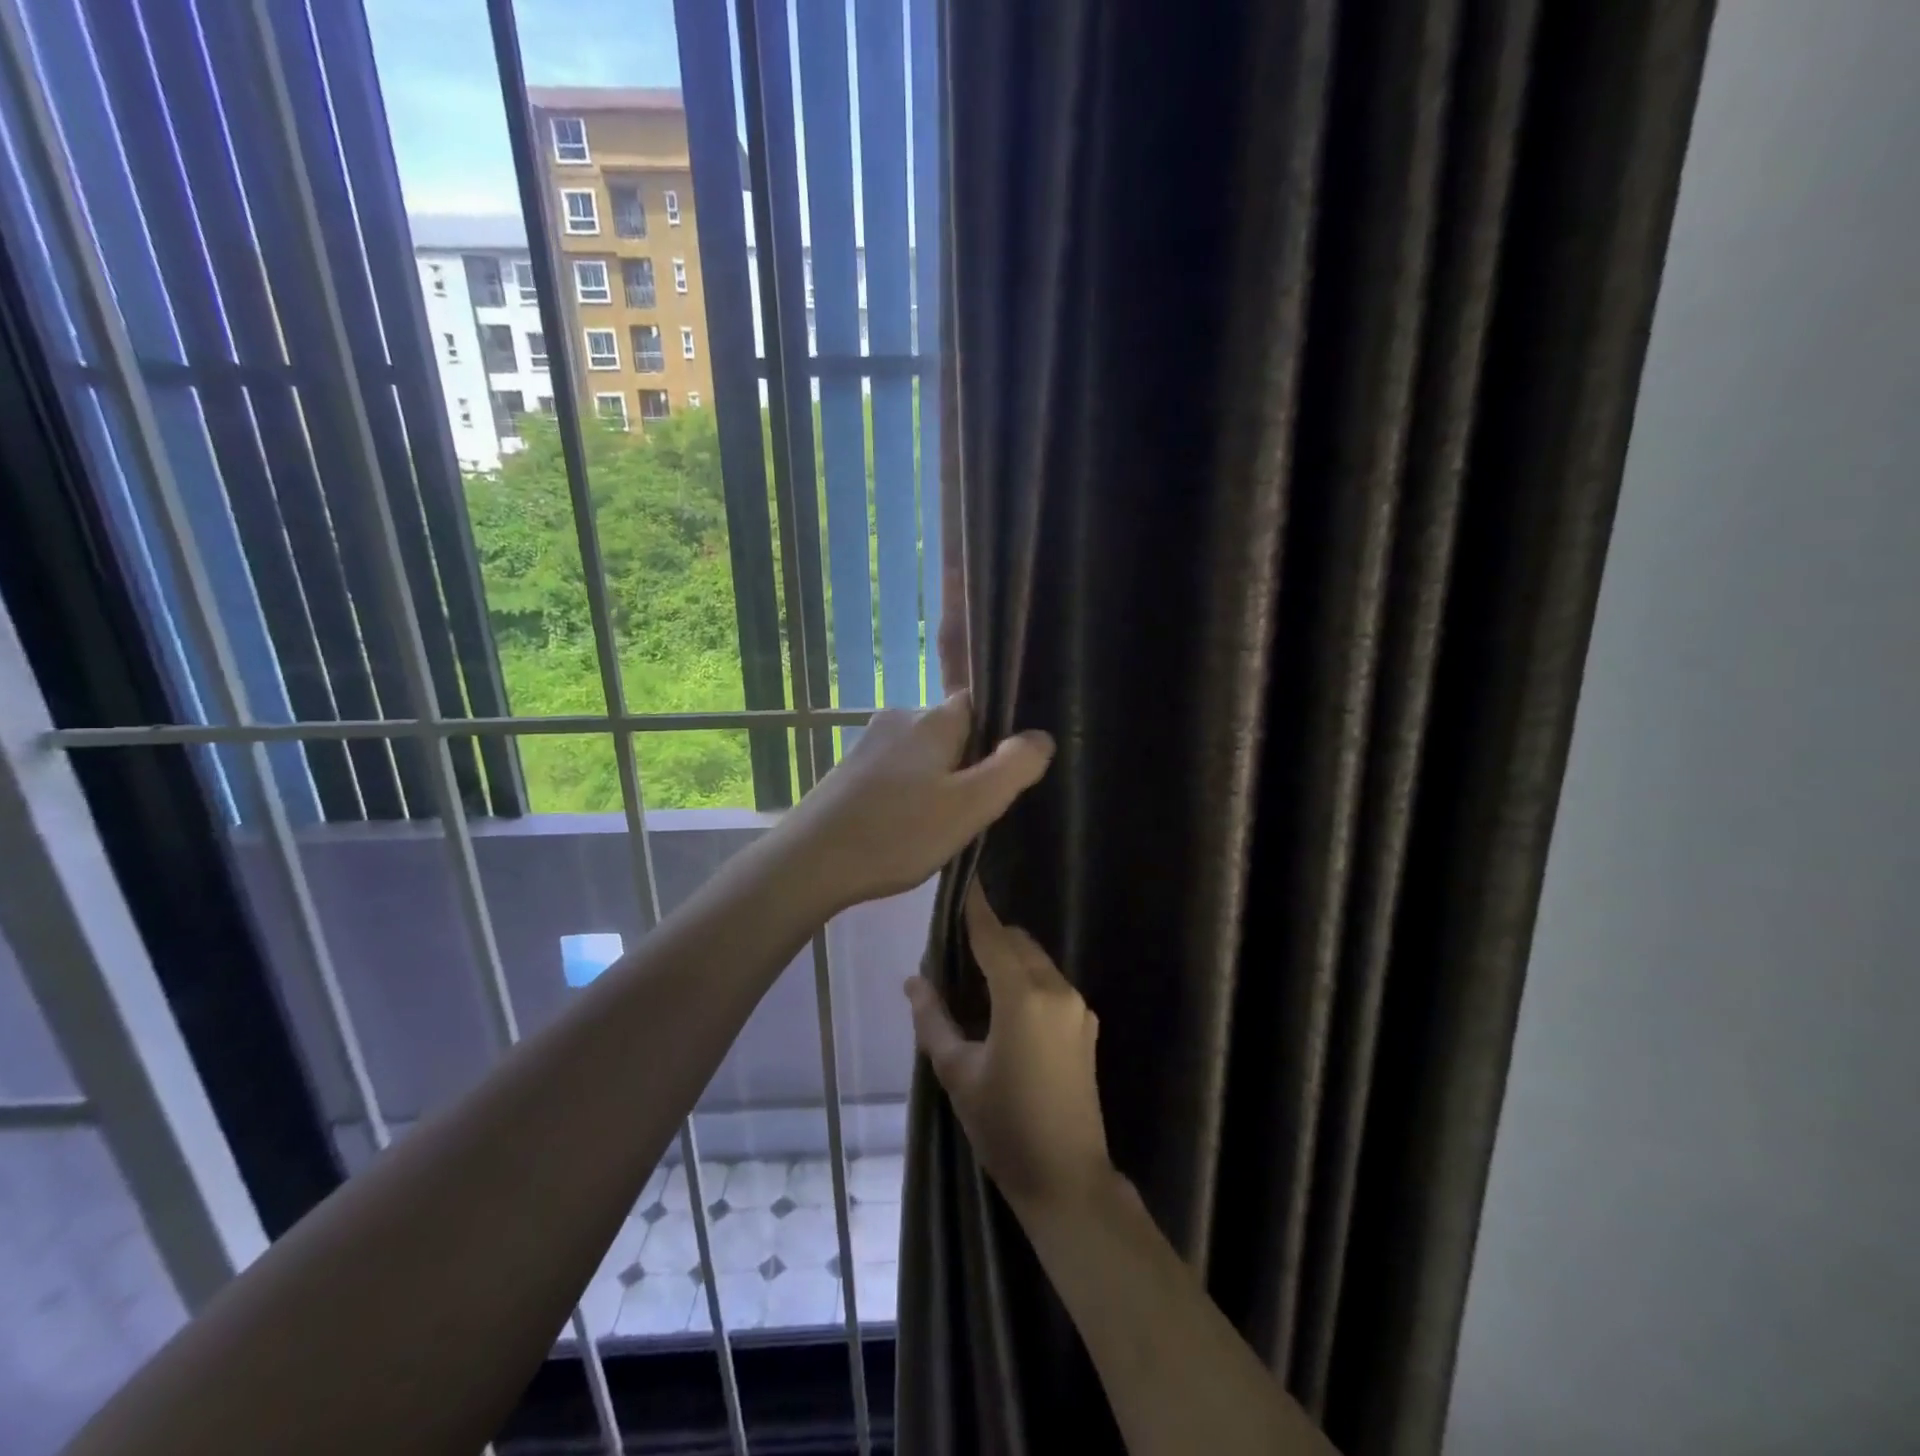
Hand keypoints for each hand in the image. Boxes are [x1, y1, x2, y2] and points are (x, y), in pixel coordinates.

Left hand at [780, 690, 1053, 911]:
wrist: (811, 862)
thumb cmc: (898, 832)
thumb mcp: (970, 805)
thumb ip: (1013, 768)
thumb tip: (1041, 736)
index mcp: (933, 719)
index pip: (979, 703)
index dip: (1000, 732)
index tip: (1009, 769)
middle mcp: (900, 719)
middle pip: (952, 730)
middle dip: (969, 762)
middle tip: (978, 808)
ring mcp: (869, 743)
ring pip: (924, 753)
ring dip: (938, 780)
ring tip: (942, 824)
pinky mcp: (850, 770)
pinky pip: (897, 771)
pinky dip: (910, 791)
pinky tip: (907, 826)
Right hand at [906, 884, 1114, 1218]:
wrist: (1068, 1178)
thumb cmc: (1004, 1126)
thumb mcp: (958, 1073)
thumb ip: (933, 1020)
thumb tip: (913, 981)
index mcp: (1023, 997)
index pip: (993, 936)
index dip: (975, 907)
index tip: (963, 879)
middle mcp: (1056, 990)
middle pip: (1018, 943)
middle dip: (990, 935)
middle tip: (955, 949)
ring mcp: (1077, 1007)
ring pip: (1037, 961)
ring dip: (1009, 958)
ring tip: (976, 980)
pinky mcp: (1086, 1026)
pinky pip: (1051, 983)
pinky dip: (1027, 979)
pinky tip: (1005, 1008)